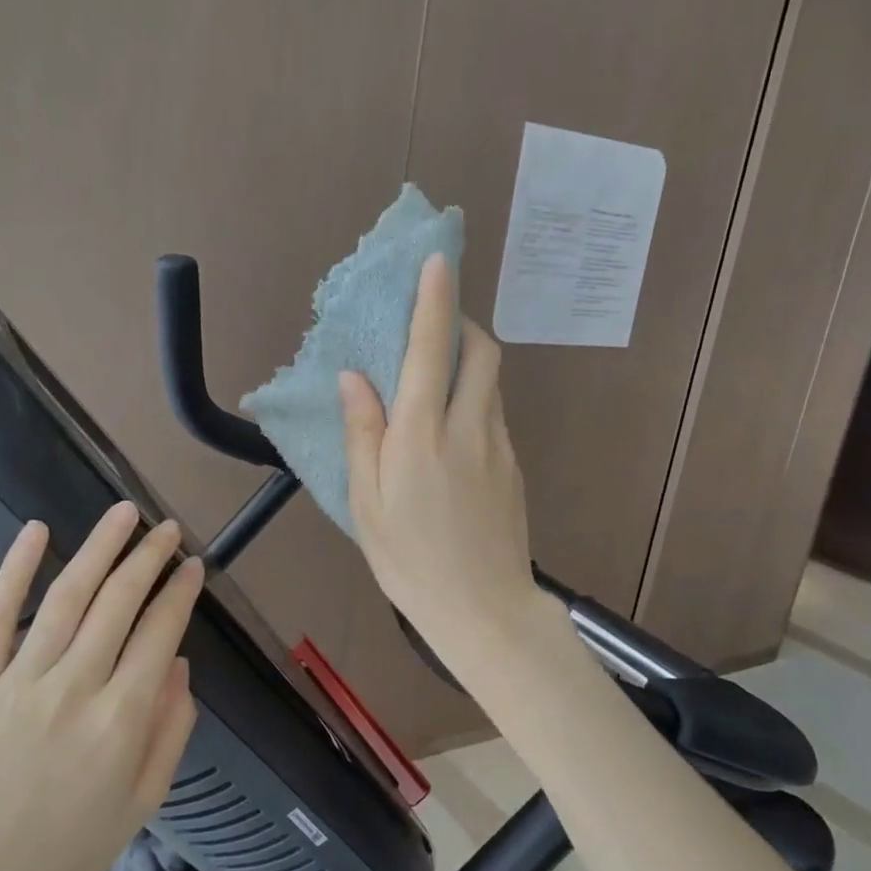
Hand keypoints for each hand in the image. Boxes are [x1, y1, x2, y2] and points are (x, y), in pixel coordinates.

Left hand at [0, 502, 203, 870]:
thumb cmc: (75, 841)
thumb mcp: (147, 798)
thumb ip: (172, 727)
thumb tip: (178, 660)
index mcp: (121, 720)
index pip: (159, 633)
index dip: (180, 593)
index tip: (193, 566)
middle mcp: (74, 690)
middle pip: (119, 604)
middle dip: (149, 558)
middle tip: (168, 528)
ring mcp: (20, 682)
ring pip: (67, 598)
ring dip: (99, 548)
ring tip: (124, 514)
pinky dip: (16, 570)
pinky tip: (37, 531)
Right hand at [339, 253, 541, 675]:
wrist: (485, 610)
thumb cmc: (410, 563)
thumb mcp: (367, 504)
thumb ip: (362, 435)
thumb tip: (354, 379)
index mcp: (423, 436)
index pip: (432, 349)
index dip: (435, 299)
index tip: (437, 260)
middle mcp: (469, 428)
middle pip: (482, 351)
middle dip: (462, 324)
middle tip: (433, 327)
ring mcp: (501, 446)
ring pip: (492, 382)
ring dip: (469, 362)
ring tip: (435, 381)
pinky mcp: (515, 467)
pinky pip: (495, 415)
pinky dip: (475, 401)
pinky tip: (452, 436)